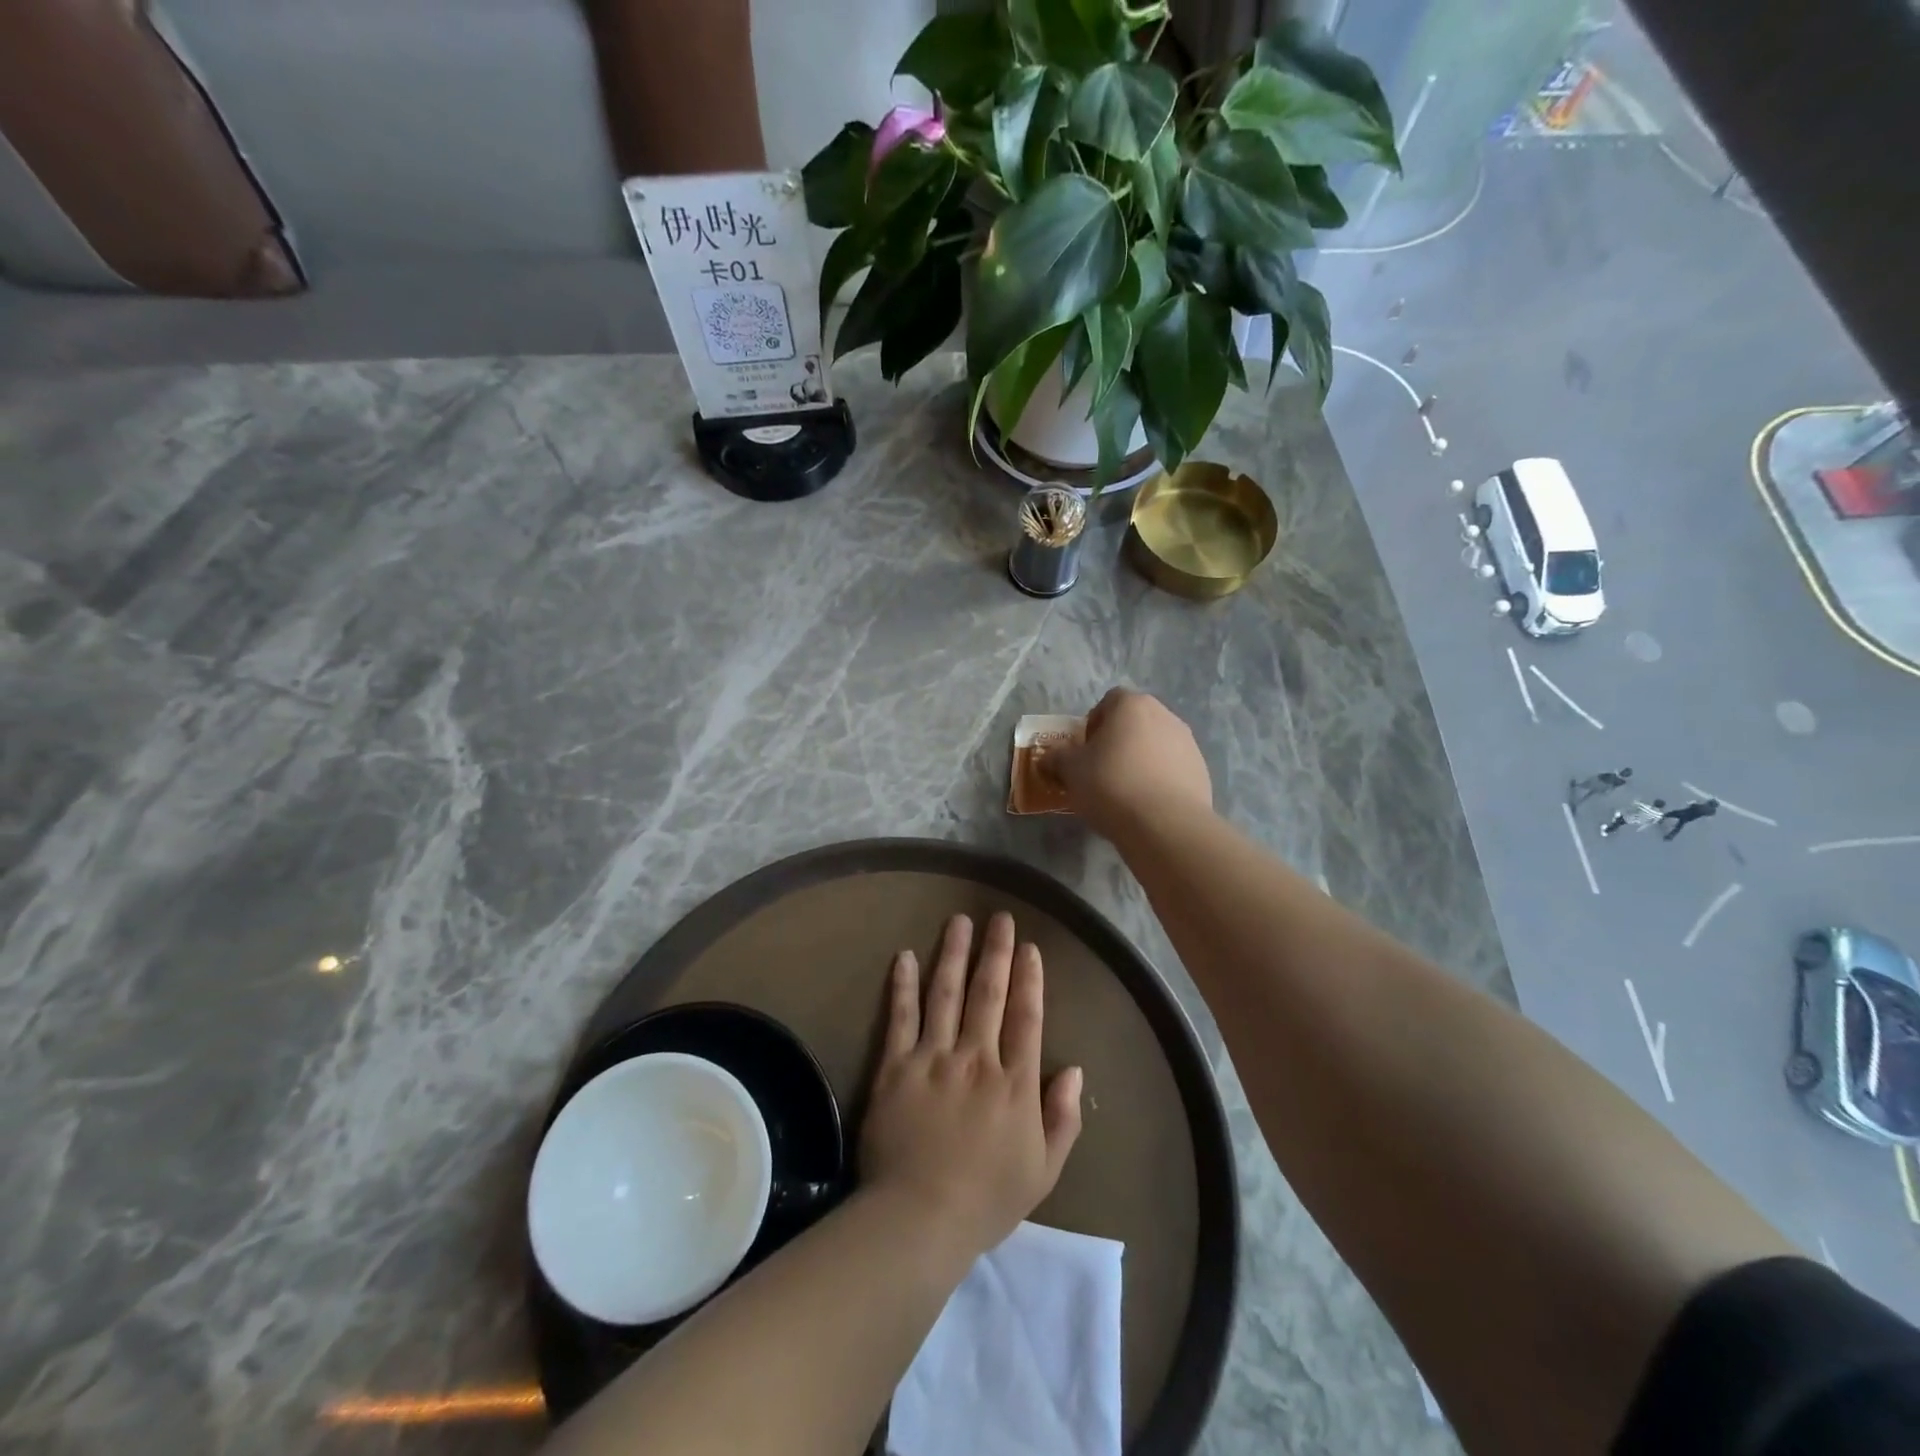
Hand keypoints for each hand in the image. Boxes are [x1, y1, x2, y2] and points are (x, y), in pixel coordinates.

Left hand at [860, 913, 1083, 1264]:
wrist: (919, 1220)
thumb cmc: (986, 1200)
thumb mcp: (1043, 1171)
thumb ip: (1063, 1118)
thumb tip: (1074, 1069)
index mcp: (1014, 1083)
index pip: (1027, 1017)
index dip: (1030, 979)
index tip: (1030, 948)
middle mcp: (976, 1058)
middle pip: (988, 994)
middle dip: (996, 952)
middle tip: (999, 918)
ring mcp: (933, 1058)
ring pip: (945, 993)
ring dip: (953, 953)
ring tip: (959, 921)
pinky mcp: (895, 1066)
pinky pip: (900, 1016)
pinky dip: (903, 984)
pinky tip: (905, 956)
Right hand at [1051, 688, 1212, 837]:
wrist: (1165, 824)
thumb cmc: (1111, 785)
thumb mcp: (1071, 771)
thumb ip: (1057, 758)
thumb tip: (1048, 757)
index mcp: (1132, 705)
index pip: (1108, 701)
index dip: (1093, 724)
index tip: (1085, 750)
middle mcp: (1165, 715)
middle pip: (1135, 722)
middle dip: (1118, 742)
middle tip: (1101, 771)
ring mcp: (1188, 743)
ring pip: (1155, 745)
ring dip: (1140, 760)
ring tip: (1126, 792)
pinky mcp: (1201, 771)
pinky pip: (1172, 769)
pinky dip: (1159, 780)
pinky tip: (1147, 805)